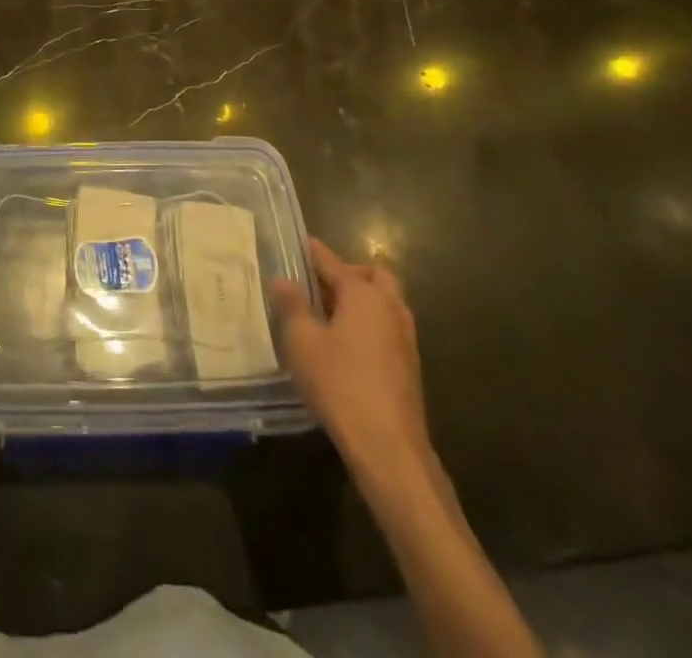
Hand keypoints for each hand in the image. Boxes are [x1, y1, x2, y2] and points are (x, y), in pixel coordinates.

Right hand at [271, 239, 430, 481]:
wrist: (388, 448)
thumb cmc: (340, 384)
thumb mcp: (302, 341)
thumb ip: (292, 306)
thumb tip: (283, 279)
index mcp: (364, 295)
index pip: (334, 263)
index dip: (314, 253)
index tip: (301, 243)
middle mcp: (390, 308)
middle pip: (374, 276)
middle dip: (349, 273)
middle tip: (320, 284)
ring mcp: (405, 339)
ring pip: (385, 303)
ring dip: (361, 300)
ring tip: (328, 314)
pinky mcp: (409, 367)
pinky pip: (387, 328)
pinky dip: (369, 324)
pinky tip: (345, 344)